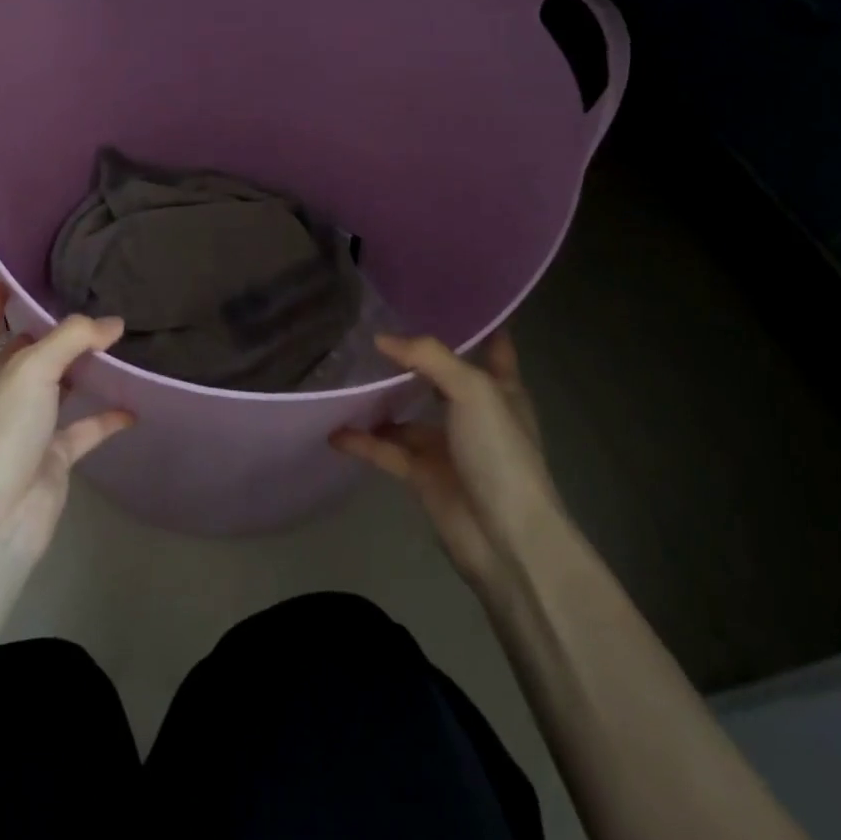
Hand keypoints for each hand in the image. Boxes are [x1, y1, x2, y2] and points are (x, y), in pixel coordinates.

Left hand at [0, 283, 133, 563]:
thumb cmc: (0, 432)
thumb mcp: (31, 370)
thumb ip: (73, 338)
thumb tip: (114, 323)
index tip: (21, 273)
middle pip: (27, 352)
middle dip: (53, 331)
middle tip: (91, 300)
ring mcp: (26, 427)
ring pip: (59, 388)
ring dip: (84, 369)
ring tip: (118, 341)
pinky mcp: (52, 457)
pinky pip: (85, 428)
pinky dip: (107, 416)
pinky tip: (134, 402)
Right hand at [333, 332, 560, 597]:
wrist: (506, 539)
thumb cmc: (500, 453)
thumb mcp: (473, 390)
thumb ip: (429, 357)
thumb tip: (382, 339)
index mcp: (500, 390)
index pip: (493, 348)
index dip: (477, 325)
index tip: (446, 300)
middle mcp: (474, 414)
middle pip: (440, 378)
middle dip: (413, 359)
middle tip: (373, 331)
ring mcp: (447, 447)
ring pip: (407, 415)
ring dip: (381, 401)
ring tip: (345, 375)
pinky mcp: (423, 476)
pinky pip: (386, 451)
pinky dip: (362, 441)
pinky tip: (334, 429)